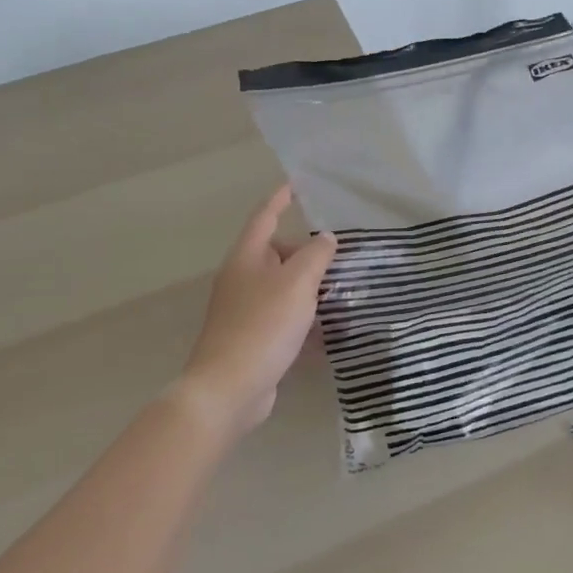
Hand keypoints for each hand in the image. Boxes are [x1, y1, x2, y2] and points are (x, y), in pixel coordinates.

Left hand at [176, 184, 337, 437]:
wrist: (230, 388)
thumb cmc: (263, 325)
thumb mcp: (297, 283)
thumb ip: (315, 255)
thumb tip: (325, 238)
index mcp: (246, 257)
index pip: (265, 216)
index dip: (280, 199)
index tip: (296, 184)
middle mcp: (242, 279)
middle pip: (276, 254)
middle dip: (305, 252)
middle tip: (339, 255)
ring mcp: (244, 311)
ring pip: (282, 288)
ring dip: (308, 288)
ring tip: (342, 290)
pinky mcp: (252, 339)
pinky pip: (283, 318)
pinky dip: (304, 319)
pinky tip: (328, 330)